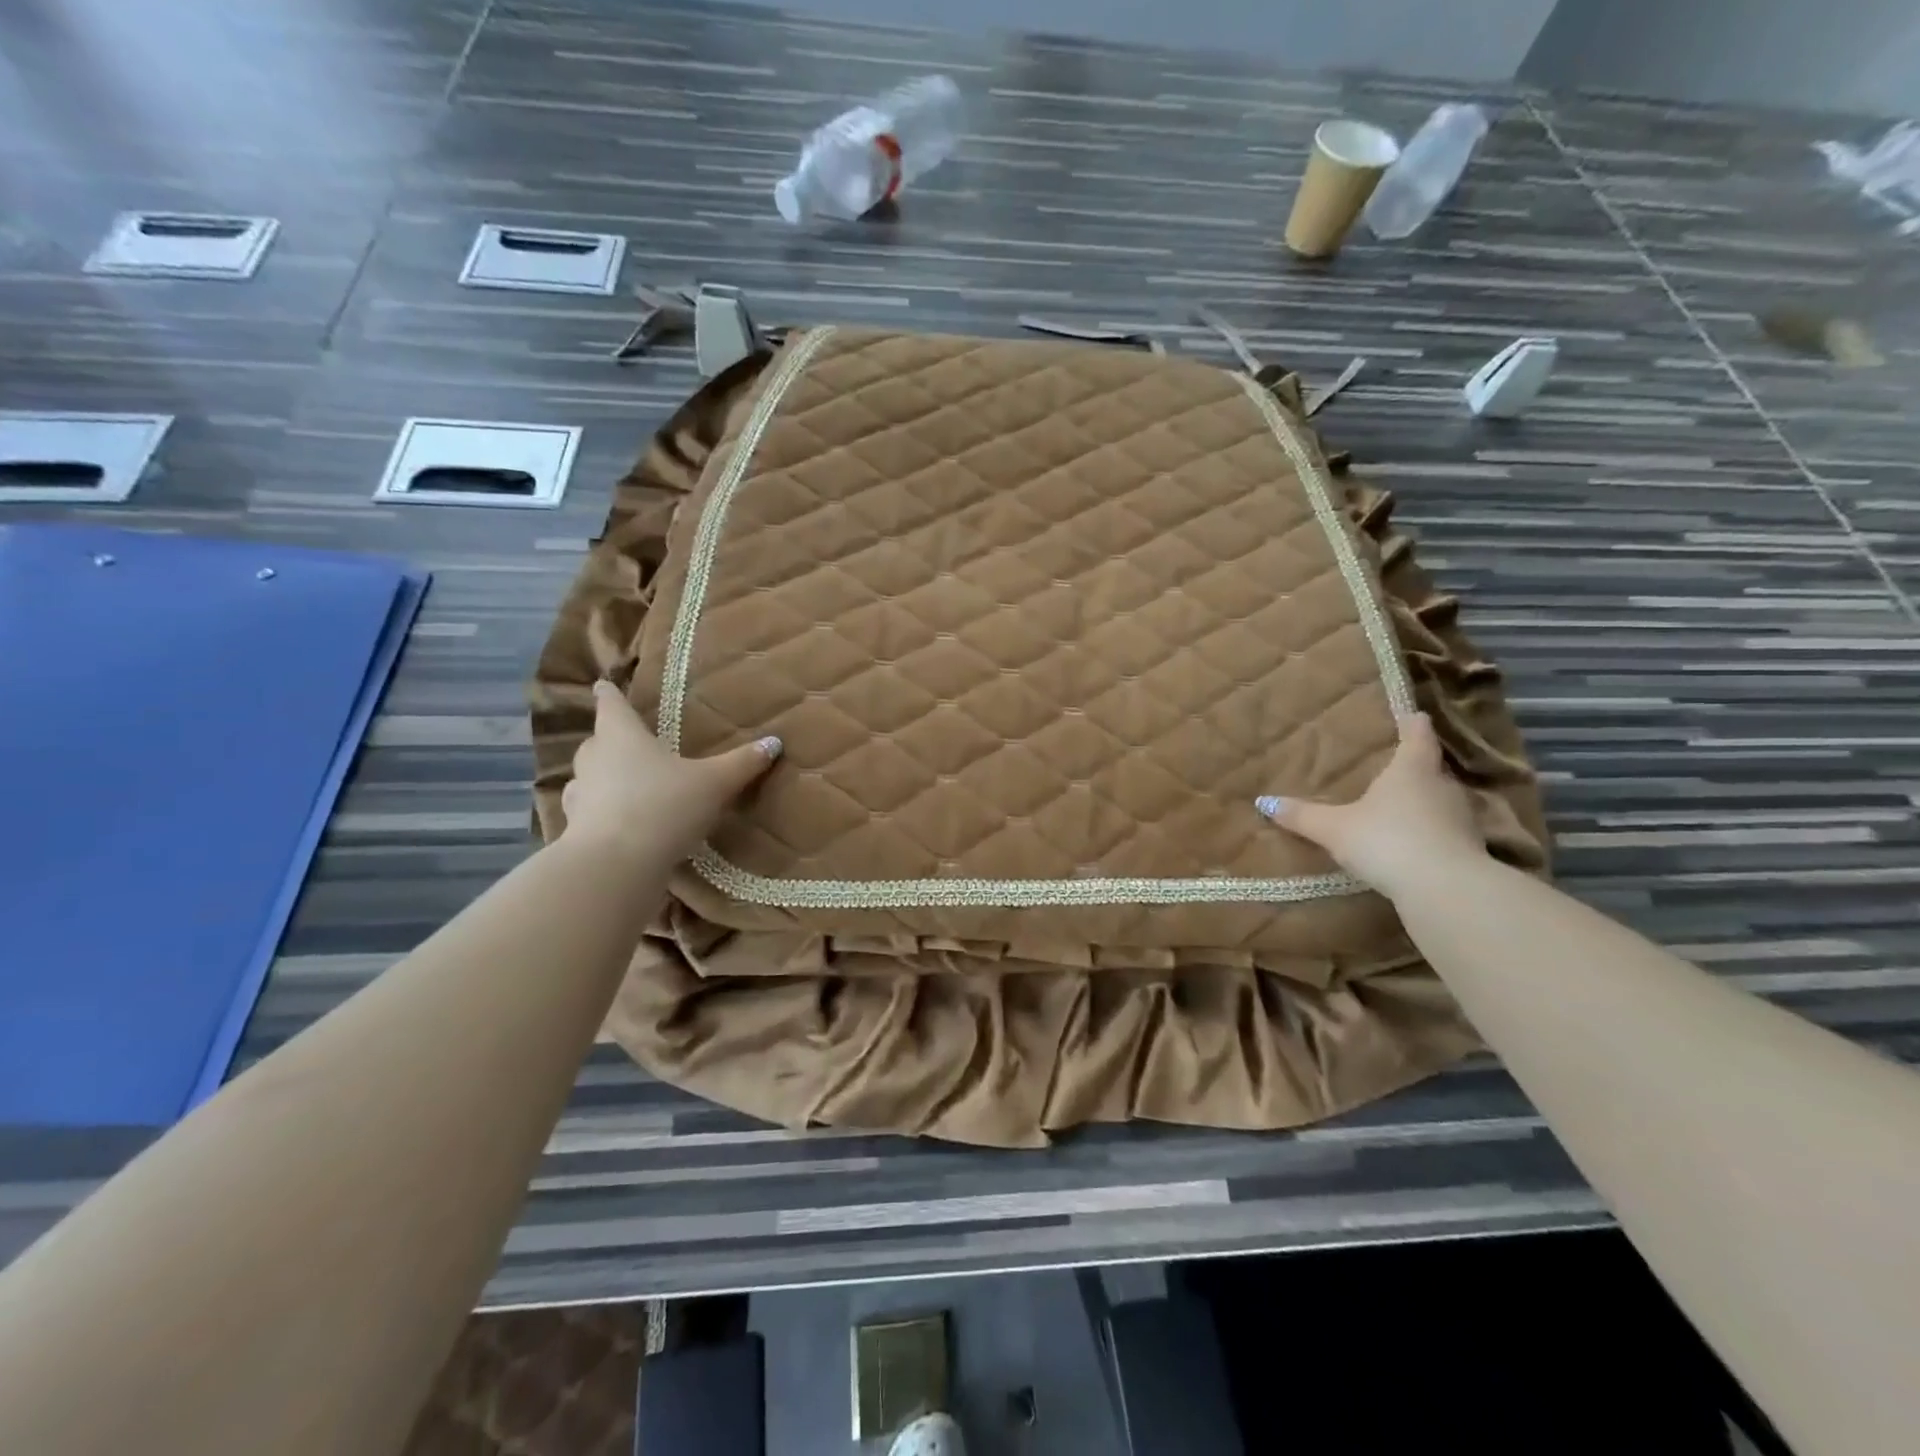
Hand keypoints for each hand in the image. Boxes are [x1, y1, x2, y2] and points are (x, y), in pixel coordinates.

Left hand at [561, 680, 779, 860]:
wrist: (616, 865)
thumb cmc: (664, 806)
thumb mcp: (714, 783)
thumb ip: (742, 763)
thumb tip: (774, 742)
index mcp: (621, 735)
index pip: (610, 704)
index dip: (609, 693)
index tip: (603, 684)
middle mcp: (594, 759)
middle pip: (598, 740)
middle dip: (611, 739)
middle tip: (631, 742)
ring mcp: (579, 796)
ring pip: (589, 777)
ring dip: (604, 778)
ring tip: (628, 785)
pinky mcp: (575, 830)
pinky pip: (589, 813)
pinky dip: (602, 814)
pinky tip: (622, 825)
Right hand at [1255, 712, 1486, 900]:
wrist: (1445, 890)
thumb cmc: (1386, 840)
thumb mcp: (1334, 828)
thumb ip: (1302, 816)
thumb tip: (1263, 802)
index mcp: (1412, 768)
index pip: (1418, 734)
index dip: (1413, 723)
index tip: (1411, 715)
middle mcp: (1443, 785)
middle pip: (1432, 766)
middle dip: (1414, 766)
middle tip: (1392, 766)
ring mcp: (1462, 817)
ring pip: (1441, 799)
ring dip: (1424, 801)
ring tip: (1399, 806)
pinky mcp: (1470, 848)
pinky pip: (1447, 830)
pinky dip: (1432, 831)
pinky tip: (1414, 843)